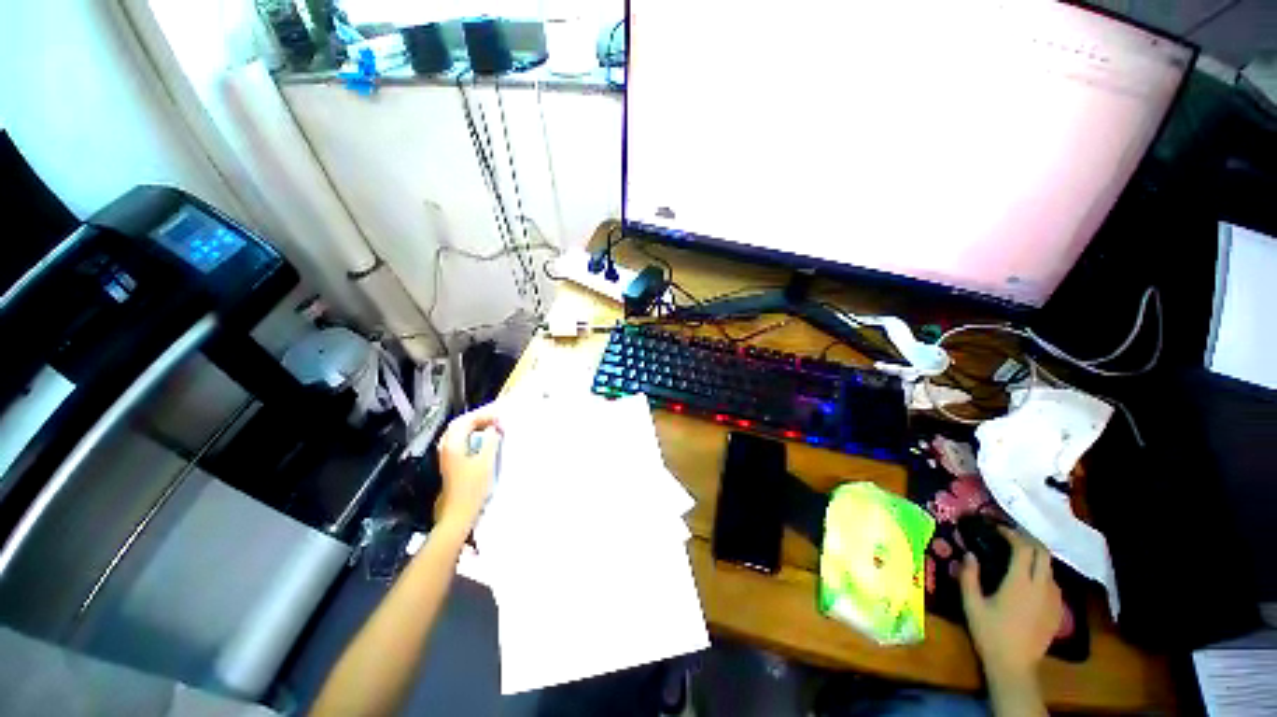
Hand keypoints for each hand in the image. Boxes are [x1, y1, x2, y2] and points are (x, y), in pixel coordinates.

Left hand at [435, 402, 501, 530]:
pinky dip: (472, 436)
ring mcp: (447, 456)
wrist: (459, 513)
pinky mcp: (451, 464)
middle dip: (477, 419)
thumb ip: (491, 440)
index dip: (483, 415)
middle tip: (495, 419)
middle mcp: (446, 447)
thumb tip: (495, 427)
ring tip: (491, 427)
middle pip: (459, 425)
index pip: (466, 421)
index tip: (499, 417)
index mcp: (453, 444)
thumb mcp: (486, 461)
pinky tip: (483, 440)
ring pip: (459, 433)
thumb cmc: (473, 487)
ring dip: (475, 427)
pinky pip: (461, 441)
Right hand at [959, 526, 1062, 684]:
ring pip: (1050, 568)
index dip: (1011, 534)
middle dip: (1028, 540)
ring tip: (1019, 557)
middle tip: (1010, 537)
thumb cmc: (989, 633)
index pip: (1023, 548)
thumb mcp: (971, 604)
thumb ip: (969, 576)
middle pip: (1043, 553)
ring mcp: (1053, 600)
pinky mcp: (1058, 611)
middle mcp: (1041, 587)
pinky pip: (1053, 584)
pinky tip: (1029, 581)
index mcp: (1020, 583)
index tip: (997, 529)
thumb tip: (969, 554)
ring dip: (1036, 557)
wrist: (1014, 666)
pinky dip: (1042, 574)